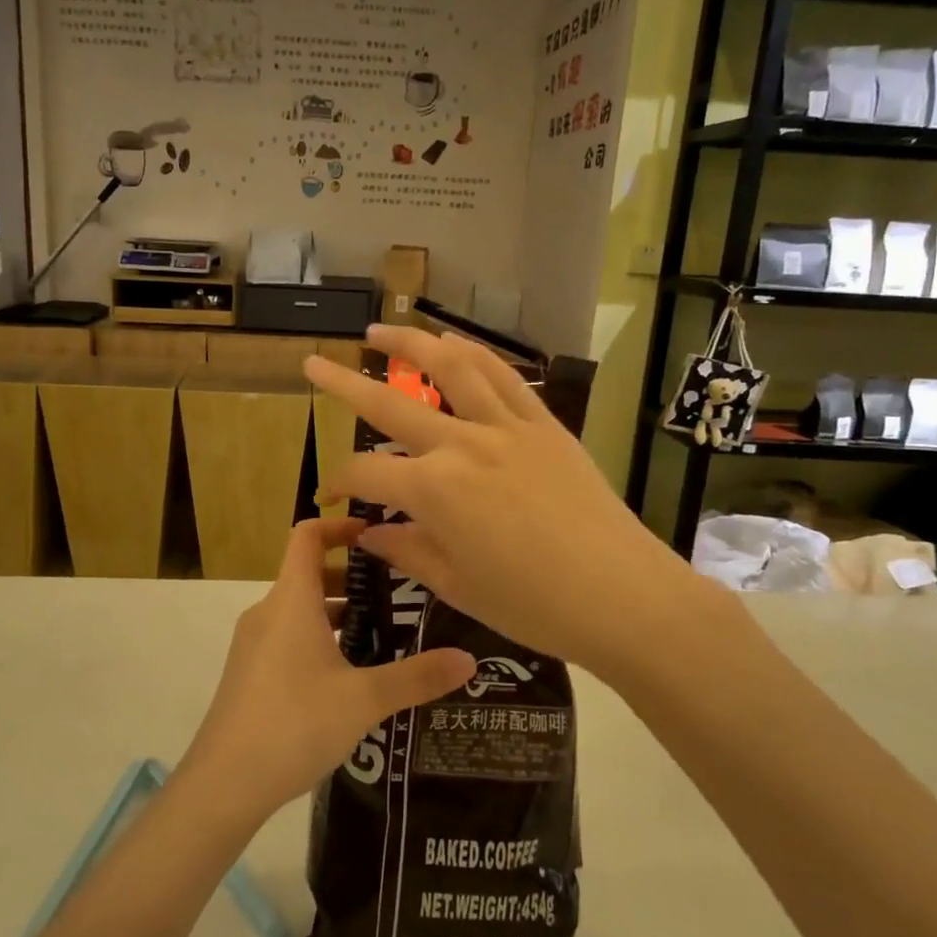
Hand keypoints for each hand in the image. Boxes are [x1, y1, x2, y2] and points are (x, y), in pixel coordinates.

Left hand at [179, 516, 474, 824]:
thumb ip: (417, 677)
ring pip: (300, 609)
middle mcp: (269, 613)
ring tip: (383, 634)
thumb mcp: (365, 700)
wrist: (224, 784)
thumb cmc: (295, 724)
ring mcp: (254, 644)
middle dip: (352, 576)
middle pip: (308, 572)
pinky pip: (289, 637)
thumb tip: (469, 660)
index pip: (308, 534)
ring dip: (338, 611)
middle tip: (399, 592)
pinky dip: (320, 638)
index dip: (341, 524)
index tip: (379, 533)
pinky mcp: (251, 673)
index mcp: (291, 601)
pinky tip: (350, 676)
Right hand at [304, 325, 709, 674]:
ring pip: (449, 368)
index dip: (339, 484)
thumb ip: (407, 551)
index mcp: (434, 491)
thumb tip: (368, 535)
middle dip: (343, 383)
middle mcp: (462, 445)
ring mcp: (506, 427)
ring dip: (409, 344)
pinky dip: (473, 352)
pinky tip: (452, 342)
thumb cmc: (534, 605)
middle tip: (312, 362)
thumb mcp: (458, 586)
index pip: (366, 474)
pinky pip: (503, 376)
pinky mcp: (544, 424)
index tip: (331, 499)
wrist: (623, 595)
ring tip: (379, 331)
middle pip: (389, 404)